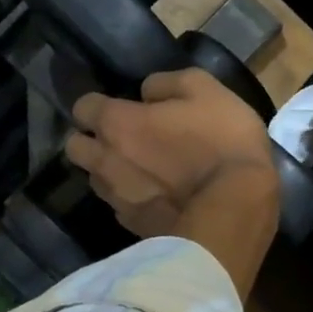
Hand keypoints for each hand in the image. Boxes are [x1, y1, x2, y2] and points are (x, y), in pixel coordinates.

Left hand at [66, 69, 278, 295]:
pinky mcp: (133, 227)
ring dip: (110, 172)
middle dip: (91, 140)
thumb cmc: (222, 142)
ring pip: (96, 180)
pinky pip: (120, 207)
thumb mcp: (206, 90)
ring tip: (142, 172)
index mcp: (117, 123)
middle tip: (124, 140)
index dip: (99, 105)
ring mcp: (116, 199)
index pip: (82, 107)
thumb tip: (145, 93)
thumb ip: (167, 83)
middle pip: (76, 148)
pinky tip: (158, 199)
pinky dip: (133, 200)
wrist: (236, 210)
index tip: (122, 108)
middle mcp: (105, 161)